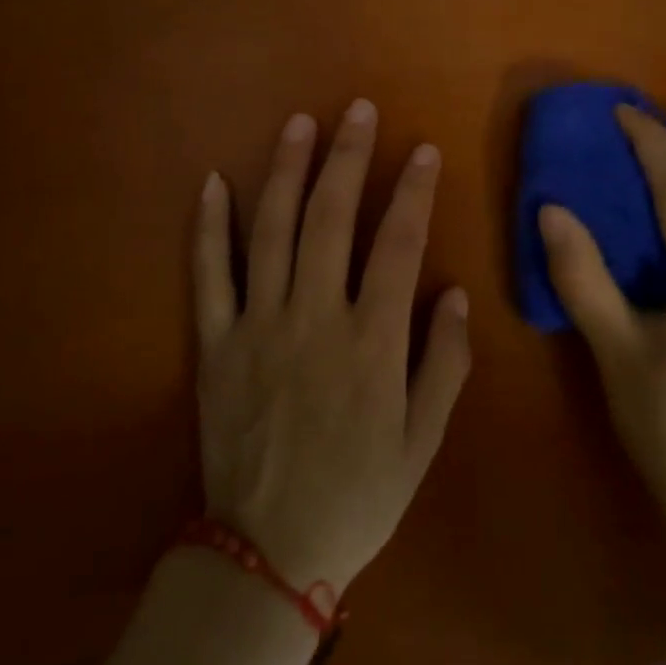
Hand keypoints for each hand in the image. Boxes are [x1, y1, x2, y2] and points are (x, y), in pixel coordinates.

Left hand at [192, 100, 471, 595]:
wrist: (266, 554)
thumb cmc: (358, 495)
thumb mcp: (423, 441)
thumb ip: (444, 363)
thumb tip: (457, 293)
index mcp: (371, 341)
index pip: (398, 245)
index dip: (412, 191)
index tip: (422, 150)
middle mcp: (313, 318)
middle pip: (330, 219)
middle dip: (348, 158)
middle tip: (358, 110)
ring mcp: (257, 326)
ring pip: (270, 231)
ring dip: (285, 171)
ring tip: (299, 124)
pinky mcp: (215, 344)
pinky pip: (209, 275)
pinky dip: (208, 227)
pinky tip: (212, 182)